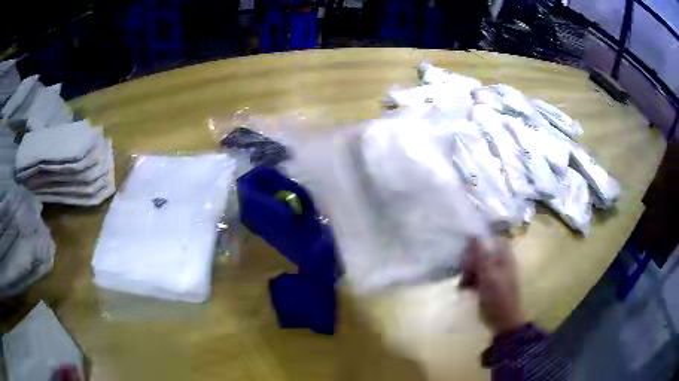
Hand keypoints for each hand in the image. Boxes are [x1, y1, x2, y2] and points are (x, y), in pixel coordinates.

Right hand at [462, 238, 525, 333]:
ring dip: (468, 271)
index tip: (466, 244)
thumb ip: (480, 255)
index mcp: (504, 256)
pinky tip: (463, 288)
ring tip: (462, 282)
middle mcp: (500, 262)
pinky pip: (477, 277)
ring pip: (478, 265)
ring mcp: (494, 274)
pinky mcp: (488, 285)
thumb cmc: (498, 296)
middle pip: (482, 252)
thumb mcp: (487, 274)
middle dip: (471, 258)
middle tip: (463, 268)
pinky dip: (470, 280)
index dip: (479, 239)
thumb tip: (472, 234)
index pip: (492, 238)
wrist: (503, 321)